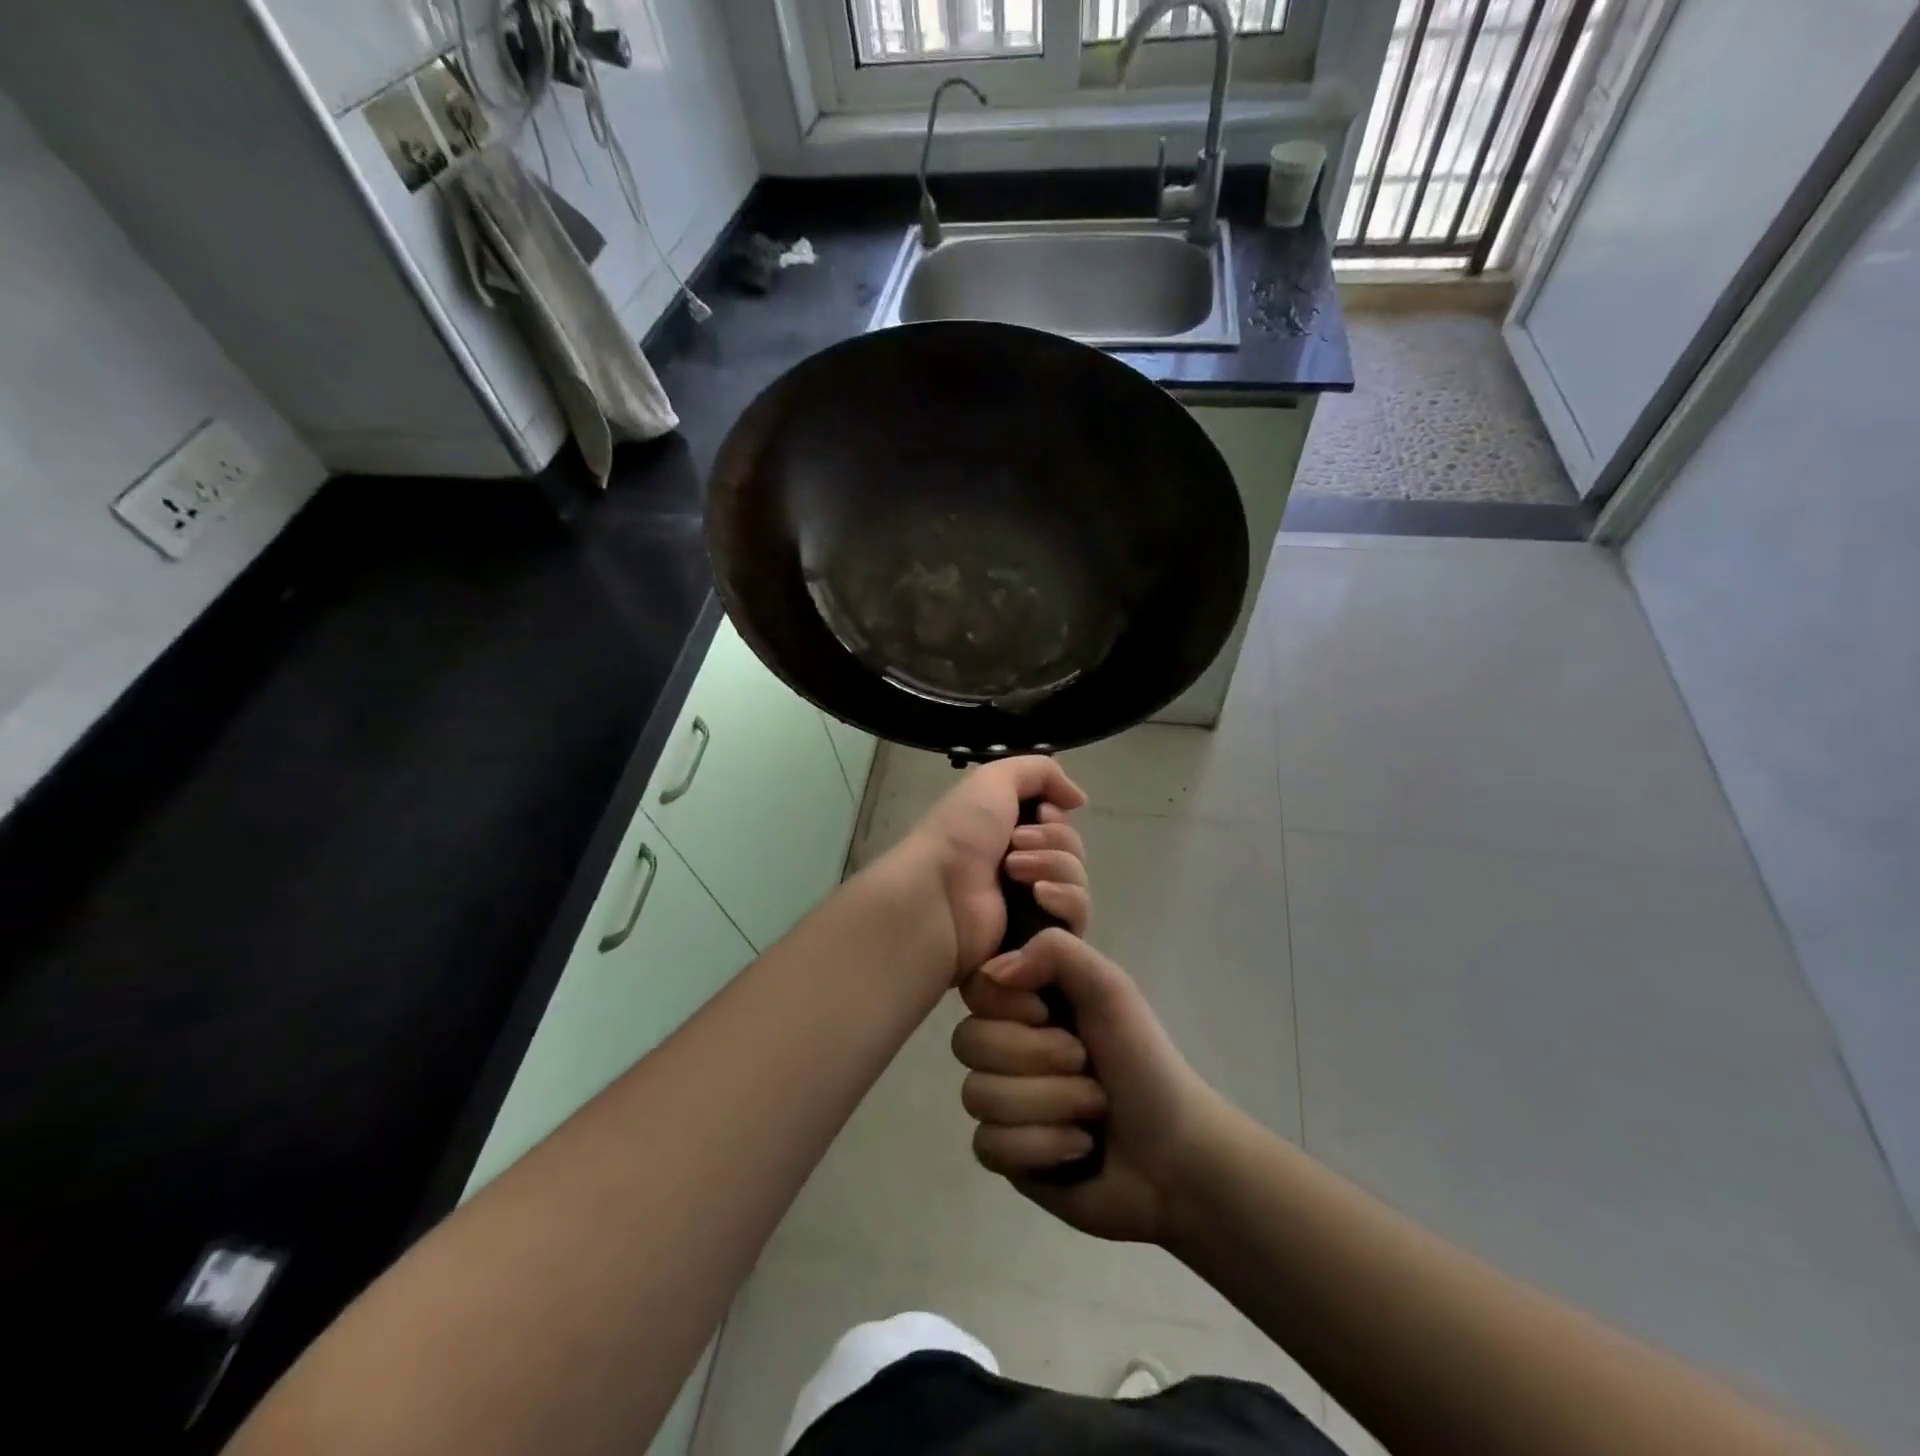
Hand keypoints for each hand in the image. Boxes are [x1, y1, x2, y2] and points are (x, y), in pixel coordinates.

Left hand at [896, 756, 1089, 977]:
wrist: (940, 894)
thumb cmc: (961, 834)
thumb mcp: (994, 779)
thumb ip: (1040, 772)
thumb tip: (1078, 799)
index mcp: (1008, 832)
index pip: (1059, 824)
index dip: (1056, 817)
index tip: (1041, 814)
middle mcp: (1022, 866)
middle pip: (1073, 849)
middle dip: (1053, 840)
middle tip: (1015, 844)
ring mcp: (1032, 905)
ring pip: (1078, 880)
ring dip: (1053, 866)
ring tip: (1014, 872)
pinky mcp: (1041, 939)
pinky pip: (1077, 916)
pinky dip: (1064, 899)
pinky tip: (1038, 896)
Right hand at [951, 928, 1224, 1244]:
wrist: (1177, 1156)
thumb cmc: (1145, 1061)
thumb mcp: (1111, 988)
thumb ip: (1056, 952)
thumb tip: (992, 972)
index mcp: (1027, 1002)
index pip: (975, 988)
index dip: (1007, 1004)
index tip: (1047, 1012)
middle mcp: (1005, 1046)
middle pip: (967, 1042)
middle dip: (1038, 1058)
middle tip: (1084, 1064)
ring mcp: (1001, 1102)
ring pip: (977, 1095)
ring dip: (1049, 1104)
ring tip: (1092, 1110)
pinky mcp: (1004, 1155)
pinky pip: (988, 1145)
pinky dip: (1042, 1146)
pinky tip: (1077, 1146)